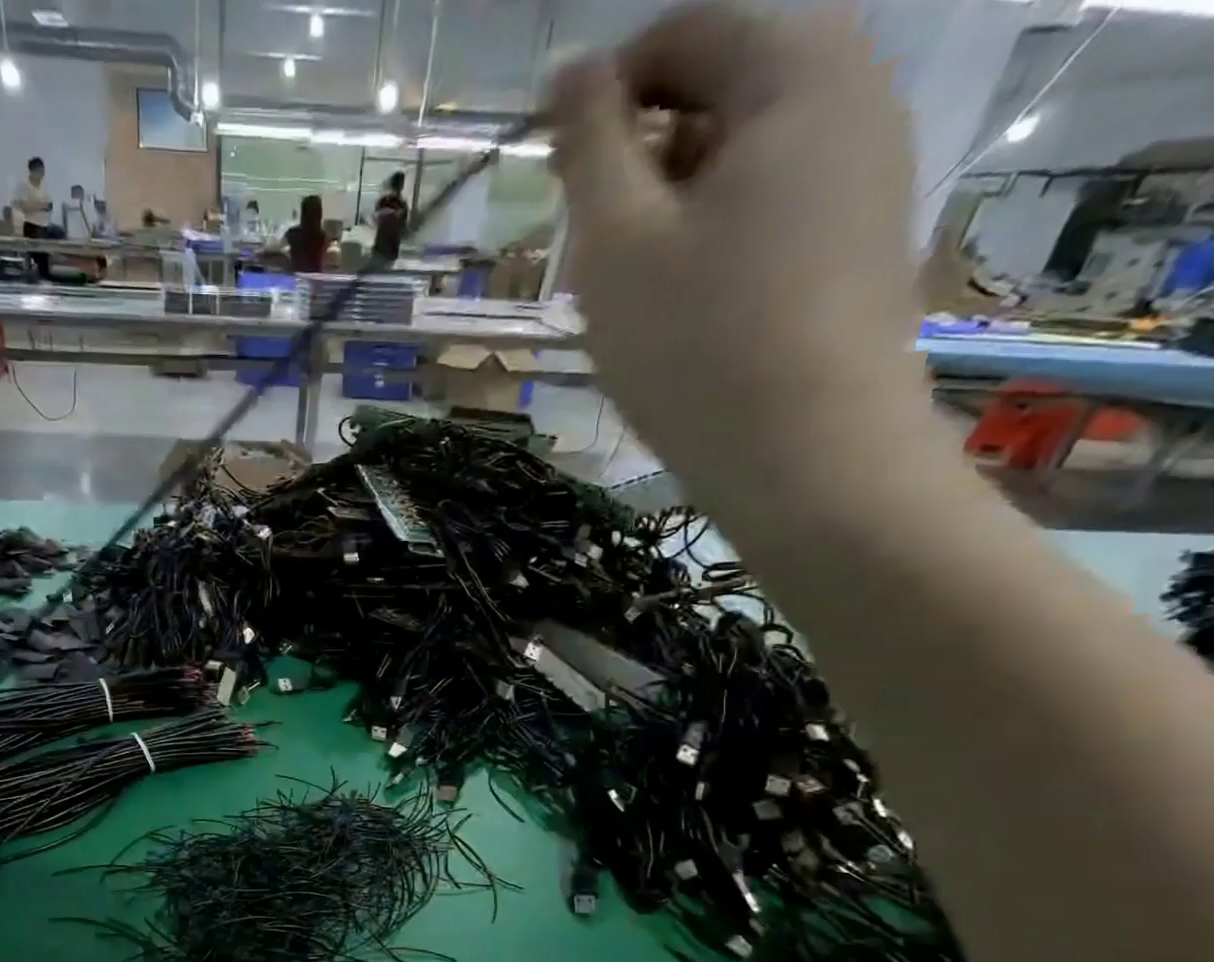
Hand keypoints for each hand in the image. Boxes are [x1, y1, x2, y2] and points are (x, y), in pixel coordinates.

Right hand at [548, 4, 927, 500]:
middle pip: (720, 89)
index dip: (603, 95)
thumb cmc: (696, 344)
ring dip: (671, 203)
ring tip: (630, 284)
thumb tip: (570, 69)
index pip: (682, 34)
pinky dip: (714, 234)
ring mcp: (870, 169)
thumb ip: (589, 143)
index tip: (554, 175)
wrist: (807, 457)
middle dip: (640, 155)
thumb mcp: (616, 240)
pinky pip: (774, 204)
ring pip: (743, 155)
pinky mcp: (863, 238)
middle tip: (590, 242)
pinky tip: (684, 305)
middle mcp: (855, 93)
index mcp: (797, 68)